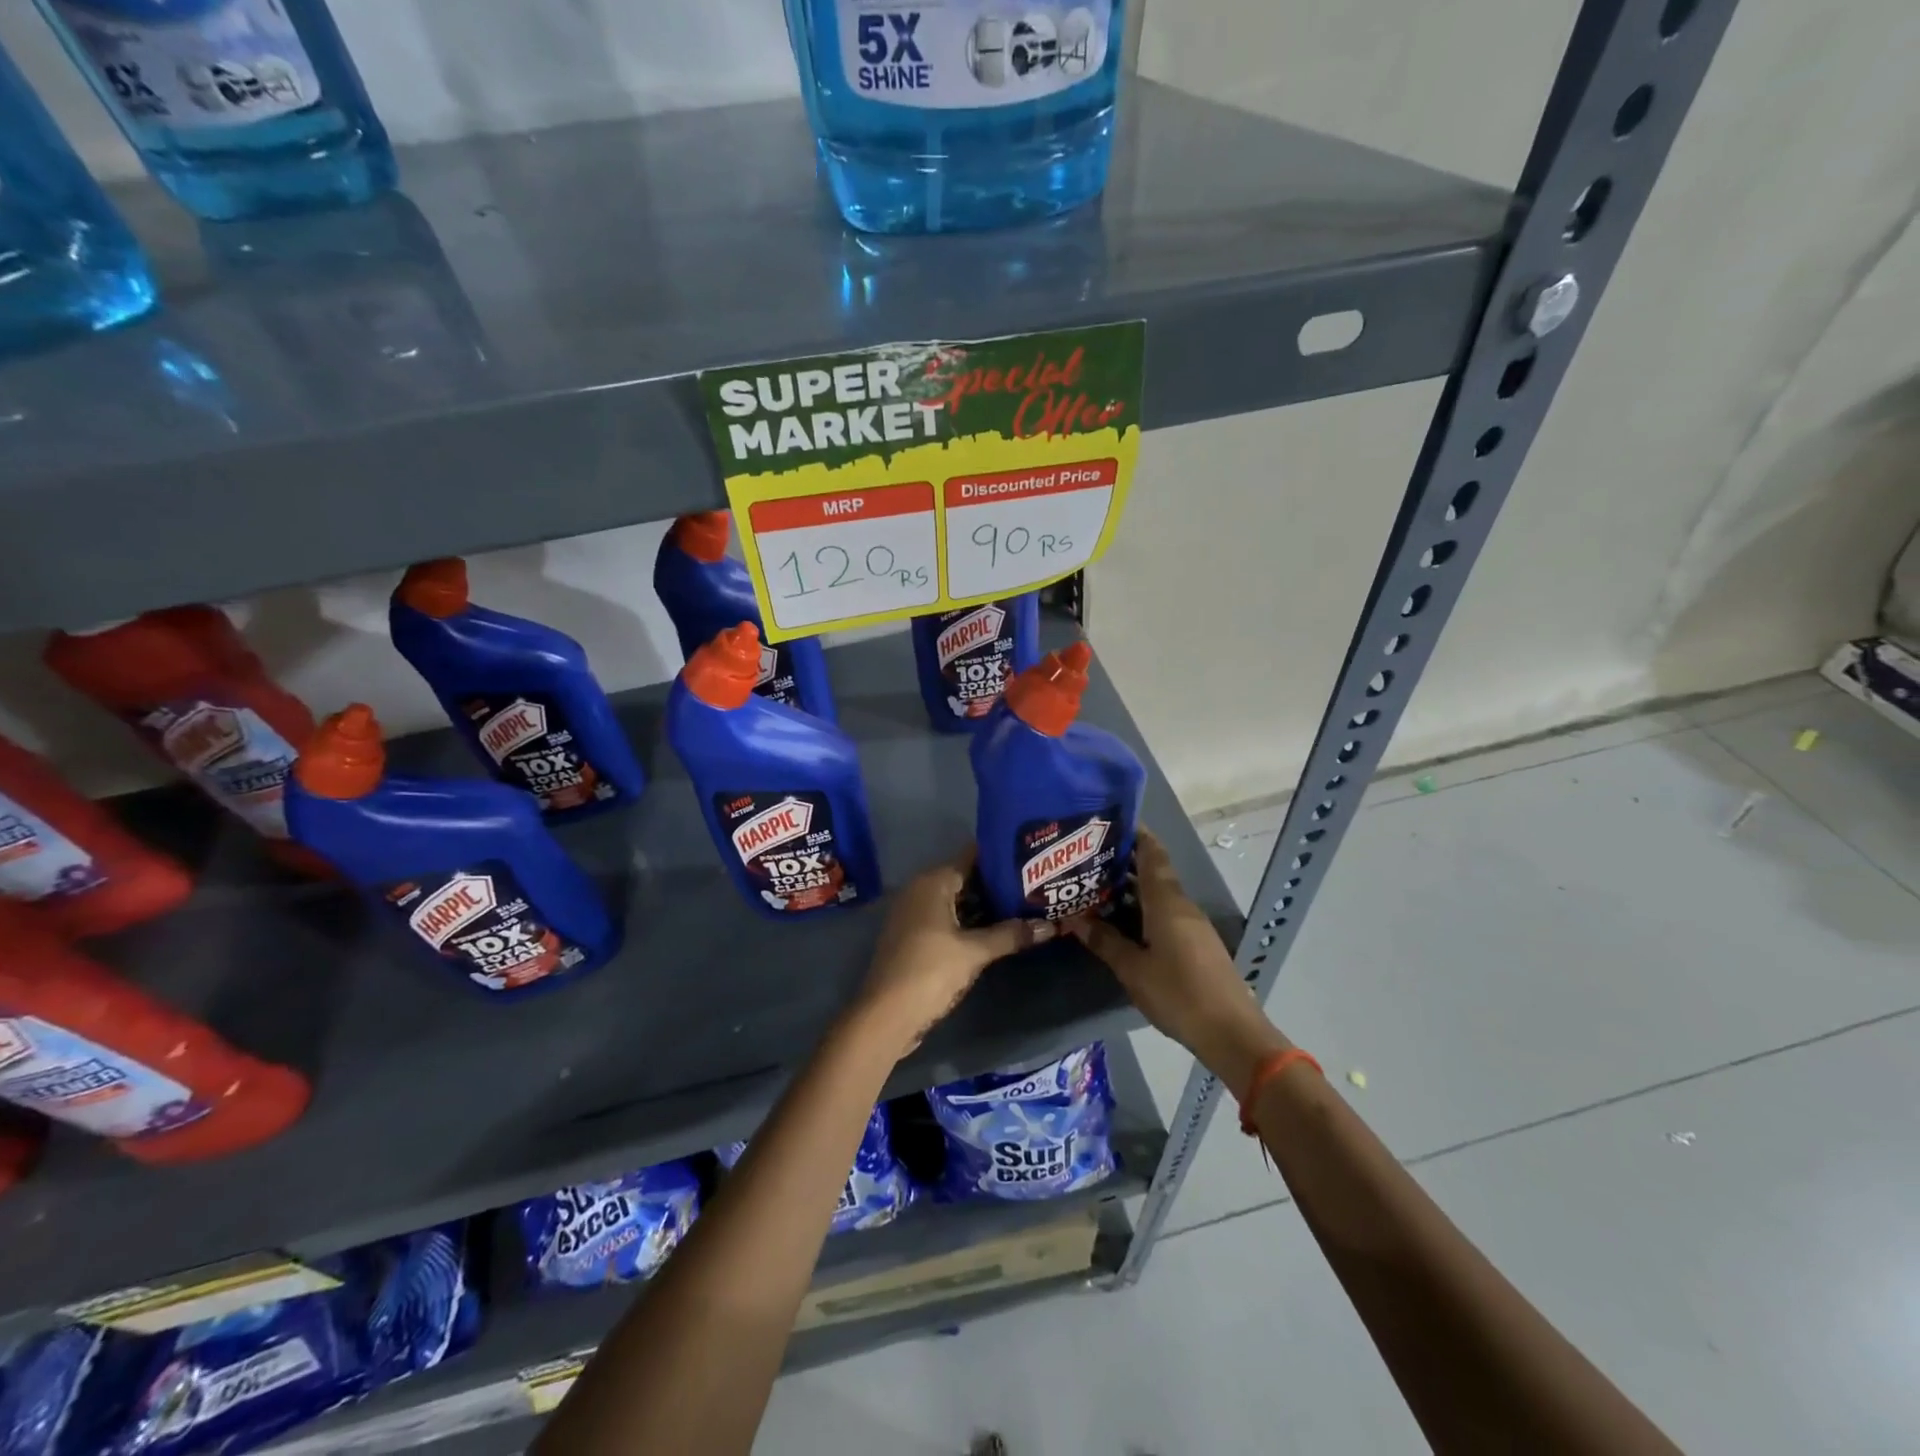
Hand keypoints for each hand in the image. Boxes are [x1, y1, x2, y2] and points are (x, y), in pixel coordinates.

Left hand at [850, 849, 1054, 1062]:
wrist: (886, 1015)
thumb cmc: (930, 971)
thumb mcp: (975, 952)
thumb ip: (1011, 935)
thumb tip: (1050, 926)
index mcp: (932, 882)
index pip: (972, 856)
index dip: (1001, 856)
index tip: (1031, 858)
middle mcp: (921, 890)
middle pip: (966, 878)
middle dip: (997, 884)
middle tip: (1035, 886)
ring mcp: (915, 914)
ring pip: (957, 901)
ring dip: (985, 906)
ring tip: (1024, 906)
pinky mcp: (914, 936)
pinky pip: (948, 918)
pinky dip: (970, 922)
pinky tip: (997, 931)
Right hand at [1067, 829, 1287, 1093]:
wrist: (1230, 1032)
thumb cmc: (1178, 993)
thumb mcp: (1132, 968)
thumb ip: (1104, 940)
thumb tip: (1073, 917)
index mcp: (1166, 901)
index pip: (1152, 853)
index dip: (1135, 834)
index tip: (1109, 822)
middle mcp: (1181, 905)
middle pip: (1152, 872)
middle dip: (1123, 862)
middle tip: (1087, 858)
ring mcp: (1191, 925)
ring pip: (1157, 895)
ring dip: (1130, 888)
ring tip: (1094, 888)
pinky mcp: (1195, 944)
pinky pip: (1164, 914)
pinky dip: (1141, 909)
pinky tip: (1120, 921)